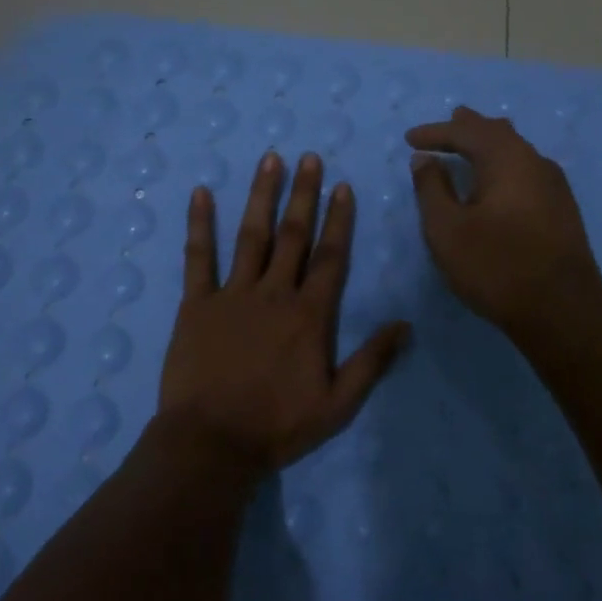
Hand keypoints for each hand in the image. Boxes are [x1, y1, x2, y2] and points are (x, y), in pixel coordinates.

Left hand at [155, 150, 410, 474]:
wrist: (211, 443)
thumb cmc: (276, 425)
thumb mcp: (337, 404)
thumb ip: (371, 361)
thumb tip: (405, 325)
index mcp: (308, 315)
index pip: (330, 257)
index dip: (338, 219)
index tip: (342, 186)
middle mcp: (273, 293)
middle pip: (293, 235)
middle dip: (303, 194)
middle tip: (309, 158)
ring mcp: (232, 294)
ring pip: (251, 235)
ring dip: (261, 195)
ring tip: (269, 160)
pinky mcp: (196, 303)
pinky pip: (198, 257)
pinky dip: (199, 224)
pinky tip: (201, 193)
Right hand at [407, 106, 601, 346]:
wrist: (562, 311)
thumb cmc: (495, 266)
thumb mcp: (447, 229)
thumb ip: (432, 188)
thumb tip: (425, 159)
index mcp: (506, 159)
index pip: (466, 132)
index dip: (435, 133)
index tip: (409, 139)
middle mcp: (535, 162)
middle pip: (498, 133)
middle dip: (469, 128)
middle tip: (449, 122)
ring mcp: (554, 185)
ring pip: (517, 150)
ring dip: (489, 145)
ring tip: (471, 144)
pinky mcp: (562, 208)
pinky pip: (526, 170)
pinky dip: (503, 165)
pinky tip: (499, 181)